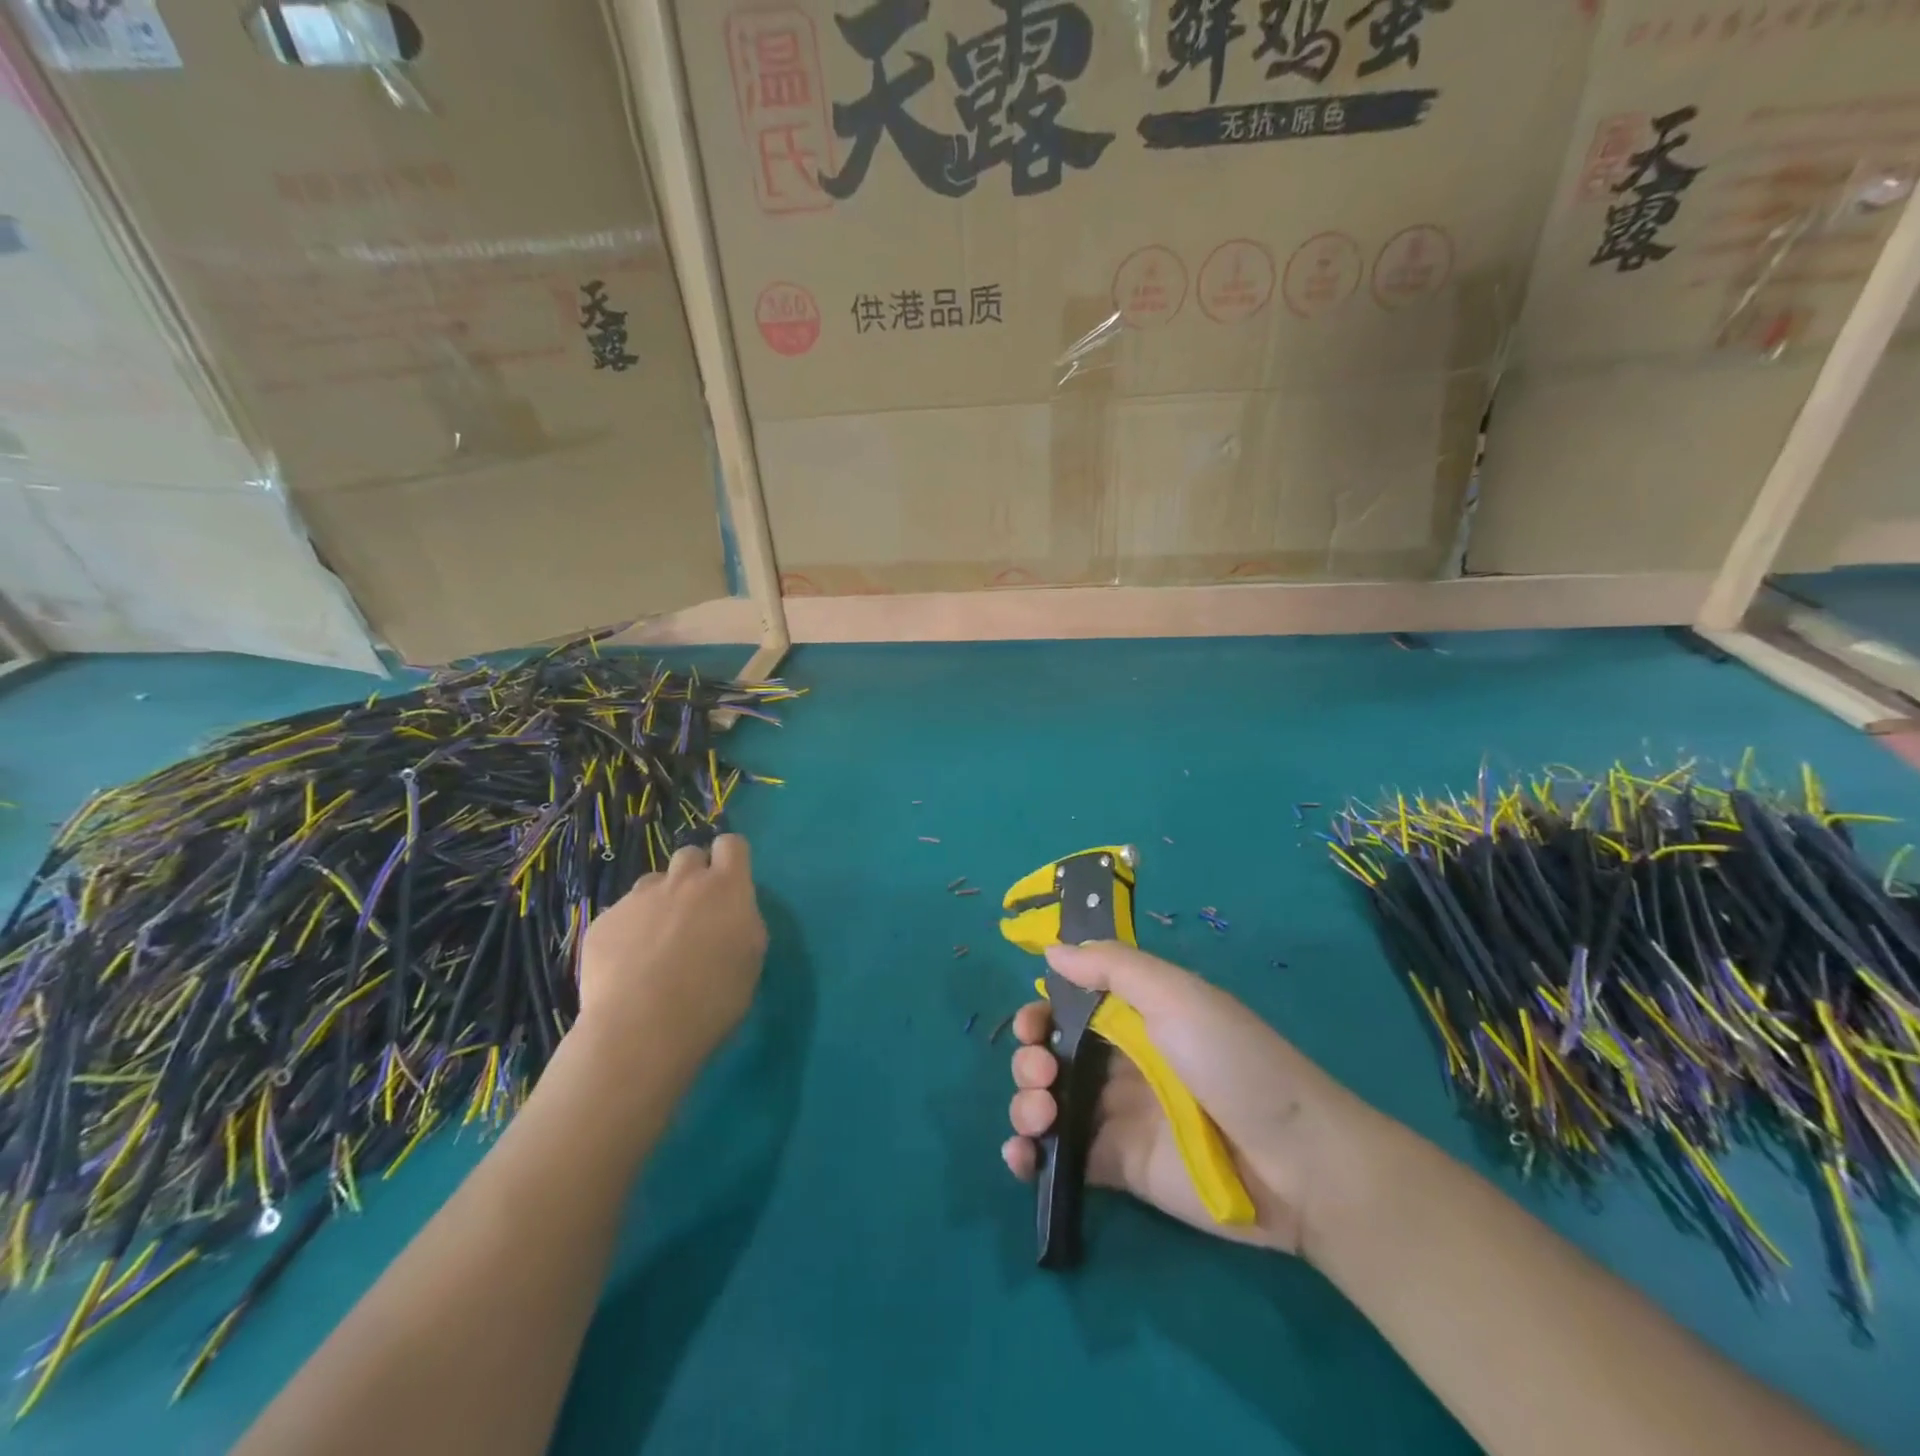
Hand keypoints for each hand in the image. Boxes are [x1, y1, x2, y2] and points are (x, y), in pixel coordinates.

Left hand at [577, 835, 767, 1075]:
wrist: (641, 1028)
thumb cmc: (713, 998)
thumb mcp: (751, 958)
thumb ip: (743, 922)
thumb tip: (731, 914)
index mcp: (727, 888)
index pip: (731, 844)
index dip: (730, 859)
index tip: (730, 882)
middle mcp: (683, 882)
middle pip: (689, 854)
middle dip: (694, 874)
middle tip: (694, 912)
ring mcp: (638, 898)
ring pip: (652, 882)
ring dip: (659, 901)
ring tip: (656, 942)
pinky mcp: (603, 921)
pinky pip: (620, 914)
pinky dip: (627, 931)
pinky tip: (626, 966)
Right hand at [1002, 941, 1371, 1257]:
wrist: (1295, 1162)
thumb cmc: (1232, 1061)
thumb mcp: (1178, 996)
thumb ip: (1113, 967)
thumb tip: (1051, 951)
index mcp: (1134, 1017)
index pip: (1069, 1007)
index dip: (1040, 1013)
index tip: (1032, 1025)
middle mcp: (1119, 1063)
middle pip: (1051, 1055)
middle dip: (1029, 1059)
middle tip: (1042, 1072)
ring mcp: (1116, 1117)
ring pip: (1047, 1104)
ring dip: (1024, 1104)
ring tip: (1041, 1116)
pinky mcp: (1116, 1168)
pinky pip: (1060, 1158)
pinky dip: (1028, 1155)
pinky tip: (1022, 1154)